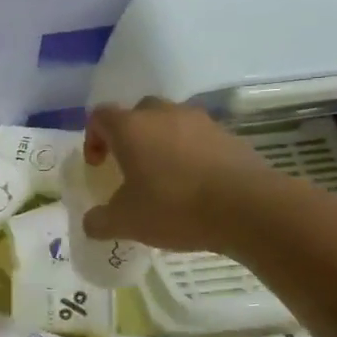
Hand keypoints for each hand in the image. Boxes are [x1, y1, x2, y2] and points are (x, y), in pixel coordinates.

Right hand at [81, 99, 273, 252]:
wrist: (246, 207)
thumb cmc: (174, 207)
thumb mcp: (126, 222)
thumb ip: (100, 221)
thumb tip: (91, 222)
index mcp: (131, 127)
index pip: (100, 116)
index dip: (93, 138)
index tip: (99, 165)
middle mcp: (164, 114)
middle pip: (138, 113)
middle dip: (130, 137)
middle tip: (130, 167)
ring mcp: (200, 121)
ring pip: (171, 123)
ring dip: (163, 143)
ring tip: (165, 178)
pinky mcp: (228, 135)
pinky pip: (199, 139)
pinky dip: (191, 154)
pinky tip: (196, 184)